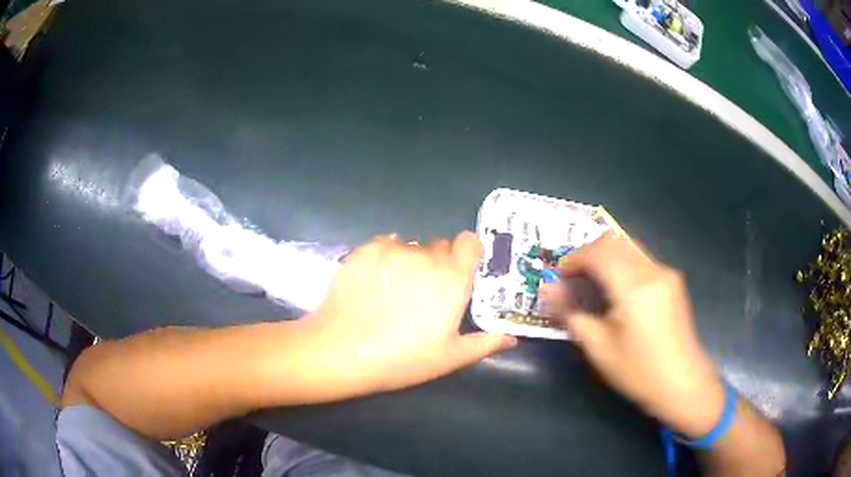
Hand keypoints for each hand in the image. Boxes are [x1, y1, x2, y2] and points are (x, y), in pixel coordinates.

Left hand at [300, 231, 515, 398]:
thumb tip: (512, 338)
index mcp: (452, 278)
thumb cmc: (402, 359)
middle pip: (439, 246)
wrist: (342, 351)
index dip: (468, 254)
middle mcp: (425, 256)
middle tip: (425, 292)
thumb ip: (486, 343)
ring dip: (410, 260)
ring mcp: (392, 250)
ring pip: (411, 246)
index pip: (469, 241)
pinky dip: (384, 257)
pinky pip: (384, 245)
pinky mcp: (364, 250)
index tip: (460, 273)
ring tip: (394, 290)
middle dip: (438, 263)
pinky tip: (373, 282)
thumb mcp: (450, 358)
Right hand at [559, 234, 724, 437]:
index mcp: (635, 287)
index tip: (559, 277)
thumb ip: (572, 313)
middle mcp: (653, 270)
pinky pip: (641, 259)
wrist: (682, 383)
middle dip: (588, 252)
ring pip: (629, 246)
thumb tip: (547, 291)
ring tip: (592, 282)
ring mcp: (666, 273)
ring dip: (605, 256)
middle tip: (573, 277)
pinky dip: (621, 263)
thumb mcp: (599, 347)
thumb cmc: (639, 371)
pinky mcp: (673, 281)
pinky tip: (616, 289)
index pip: (598, 252)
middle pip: (614, 241)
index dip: (573, 259)